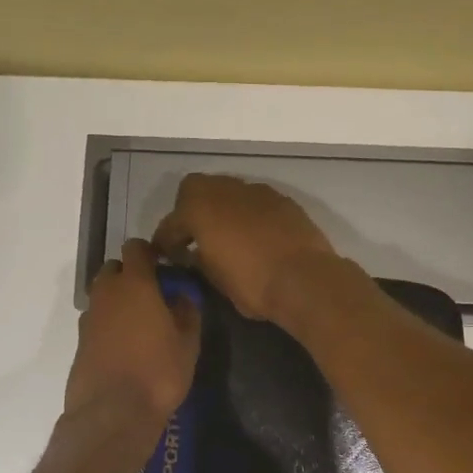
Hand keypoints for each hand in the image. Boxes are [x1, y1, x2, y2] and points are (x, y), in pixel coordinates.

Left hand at [65, 239, 201, 422]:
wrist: (112, 413)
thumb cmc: (158, 372)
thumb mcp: (188, 342)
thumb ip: (187, 311)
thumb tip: (183, 295)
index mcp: (135, 283)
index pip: (136, 248)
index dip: (150, 253)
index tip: (165, 267)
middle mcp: (107, 293)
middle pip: (114, 269)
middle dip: (131, 275)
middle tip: (153, 296)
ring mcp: (89, 317)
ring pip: (103, 295)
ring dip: (118, 300)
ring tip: (140, 324)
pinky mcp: (80, 341)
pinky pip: (97, 320)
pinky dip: (109, 324)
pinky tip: (125, 346)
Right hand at [151, 174, 343, 323]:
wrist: (305, 279)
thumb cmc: (252, 282)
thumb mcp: (214, 279)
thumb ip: (198, 260)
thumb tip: (193, 255)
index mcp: (199, 208)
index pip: (171, 224)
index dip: (166, 243)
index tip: (171, 259)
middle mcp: (225, 190)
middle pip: (195, 190)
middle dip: (190, 211)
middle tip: (195, 238)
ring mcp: (256, 191)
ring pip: (227, 191)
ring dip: (221, 209)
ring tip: (227, 236)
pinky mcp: (281, 200)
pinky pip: (254, 201)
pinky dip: (247, 214)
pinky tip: (255, 236)